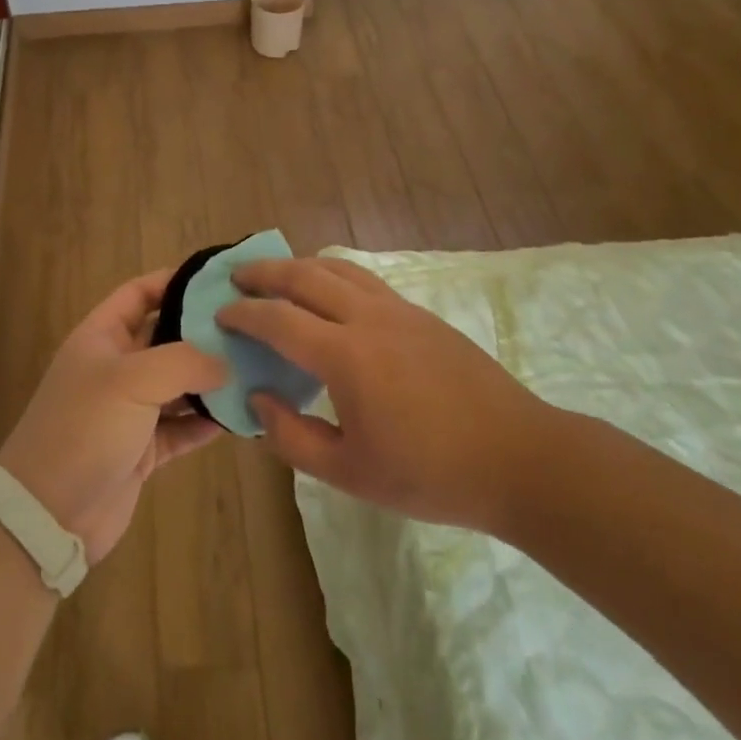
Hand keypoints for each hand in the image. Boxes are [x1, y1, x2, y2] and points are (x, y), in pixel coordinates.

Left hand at [0, 269, 228, 563]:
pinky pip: (181, 428)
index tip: (218, 280)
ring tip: (255, 369)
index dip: (174, 281)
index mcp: (102, 337)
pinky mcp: (142, 450)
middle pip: (165, 338)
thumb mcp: (131, 380)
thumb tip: (225, 363)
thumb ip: (183, 361)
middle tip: (250, 327)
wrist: (49, 514)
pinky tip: (239, 416)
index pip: (139, 293)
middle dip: (202, 333)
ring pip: (178, 385)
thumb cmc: (85, 428)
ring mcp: (129, 411)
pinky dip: (206, 422)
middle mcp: (116, 368)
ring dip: (210, 380)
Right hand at [218, 258, 554, 536]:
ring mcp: (399, 310)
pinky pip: (364, 279)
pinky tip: (330, 293)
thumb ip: (292, 437)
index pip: (278, 319)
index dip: (244, 314)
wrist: (519, 457)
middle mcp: (367, 318)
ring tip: (277, 274)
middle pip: (304, 276)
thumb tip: (259, 398)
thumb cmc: (430, 474)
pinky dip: (333, 274)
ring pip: (337, 268)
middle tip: (236, 276)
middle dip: (264, 272)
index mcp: (345, 356)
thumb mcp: (350, 474)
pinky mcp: (421, 314)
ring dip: (300, 265)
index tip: (220, 313)